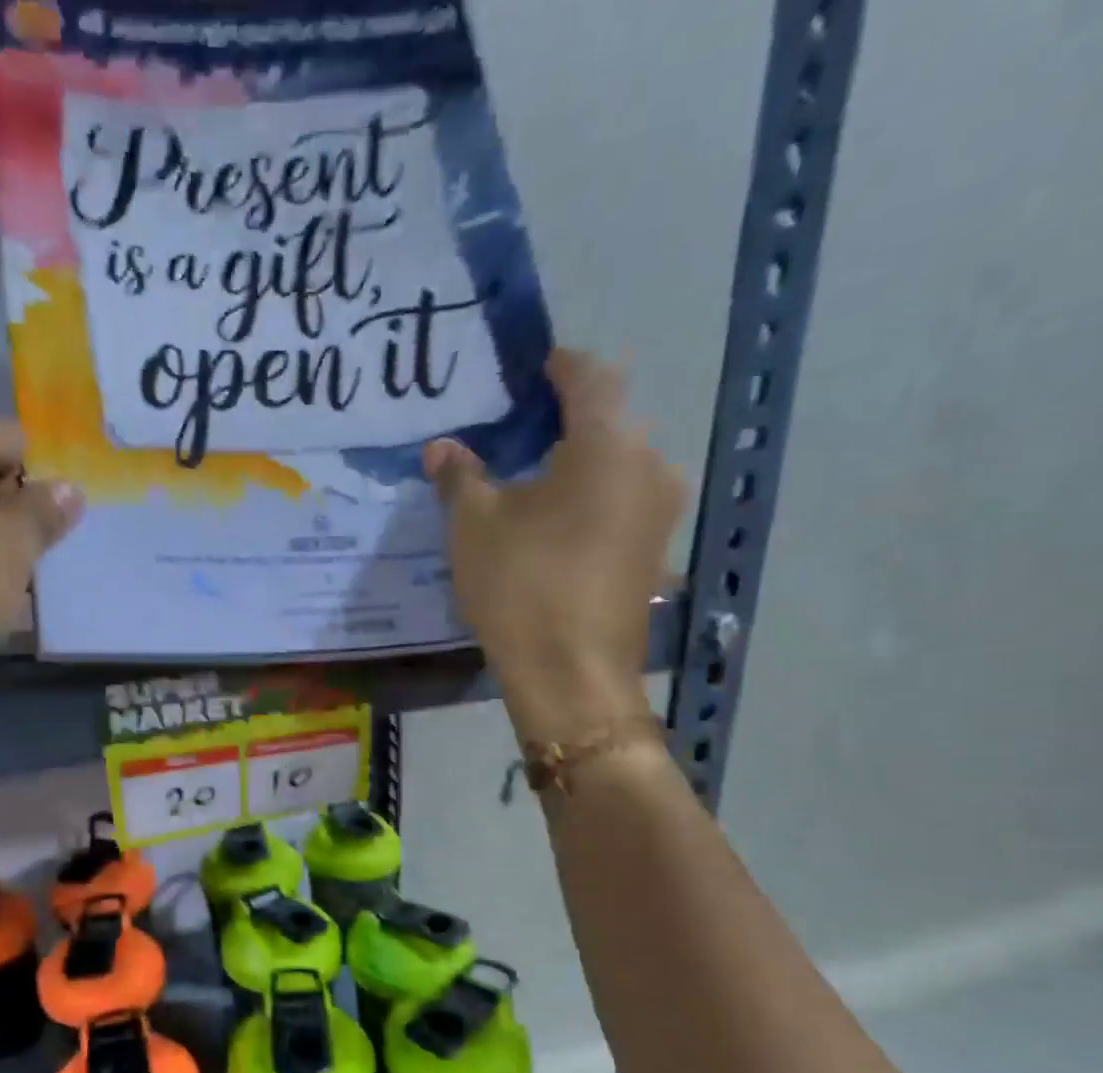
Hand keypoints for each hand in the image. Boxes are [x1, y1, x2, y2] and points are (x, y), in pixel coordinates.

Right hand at [424, 350, 684, 743]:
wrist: (572, 677)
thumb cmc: (521, 587)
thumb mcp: (474, 526)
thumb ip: (459, 476)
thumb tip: (443, 447)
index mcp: (607, 443)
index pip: (588, 376)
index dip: (557, 366)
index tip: (528, 369)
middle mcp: (649, 465)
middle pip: (608, 420)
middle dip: (564, 418)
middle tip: (516, 430)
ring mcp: (660, 512)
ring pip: (618, 464)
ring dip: (578, 461)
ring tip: (530, 480)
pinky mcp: (655, 551)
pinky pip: (623, 502)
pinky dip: (591, 498)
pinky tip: (554, 523)